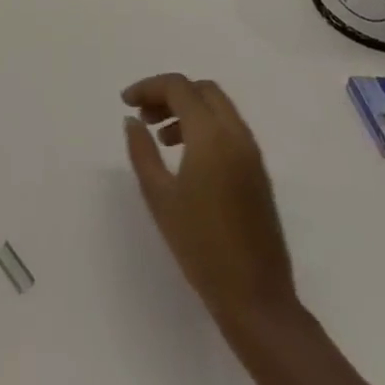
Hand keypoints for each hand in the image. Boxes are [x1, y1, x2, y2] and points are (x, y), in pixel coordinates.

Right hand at [123, 73, 298, 340]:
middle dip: (170, 93)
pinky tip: (184, 156)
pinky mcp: (258, 173)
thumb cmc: (200, 245)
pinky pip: (229, 130)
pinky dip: (204, 126)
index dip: (148, 87)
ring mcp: (252, 154)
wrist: (255, 297)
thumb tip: (133, 121)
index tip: (126, 104)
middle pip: (202, 90)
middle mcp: (237, 136)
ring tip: (159, 136)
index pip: (179, 87)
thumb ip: (142, 151)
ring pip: (218, 108)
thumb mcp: (158, 196)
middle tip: (143, 115)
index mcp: (212, 136)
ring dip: (187, 109)